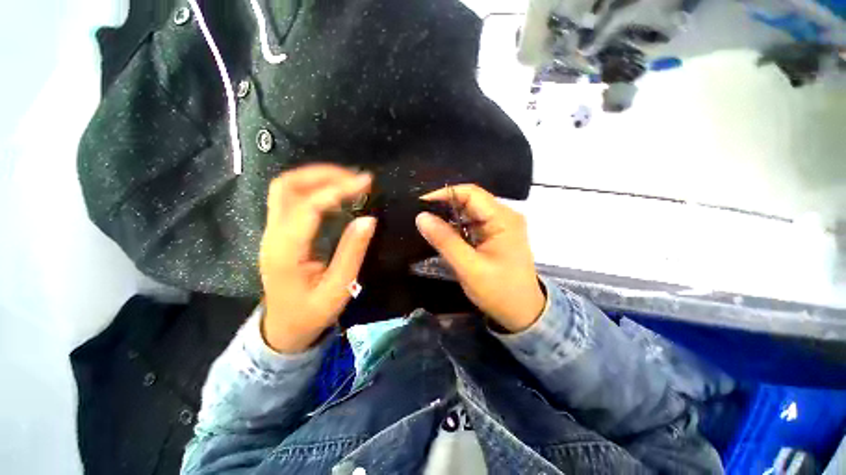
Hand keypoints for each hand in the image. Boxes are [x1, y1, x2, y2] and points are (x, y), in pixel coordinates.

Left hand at [259, 165, 375, 352]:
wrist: (283, 328)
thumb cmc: (311, 313)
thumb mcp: (338, 288)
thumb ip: (352, 252)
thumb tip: (368, 219)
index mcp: (287, 250)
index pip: (309, 206)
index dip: (338, 189)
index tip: (366, 182)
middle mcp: (273, 234)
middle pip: (287, 186)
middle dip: (323, 174)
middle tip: (356, 177)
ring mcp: (272, 231)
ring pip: (285, 188)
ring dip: (317, 177)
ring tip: (348, 180)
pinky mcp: (279, 232)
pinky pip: (291, 198)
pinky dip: (314, 188)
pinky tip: (335, 193)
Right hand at [416, 185, 544, 332]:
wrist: (523, 313)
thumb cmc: (499, 291)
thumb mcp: (469, 267)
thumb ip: (445, 241)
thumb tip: (421, 217)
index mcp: (503, 219)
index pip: (471, 193)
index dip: (445, 194)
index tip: (421, 204)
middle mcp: (504, 216)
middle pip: (471, 200)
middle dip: (446, 206)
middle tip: (422, 216)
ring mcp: (501, 225)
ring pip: (470, 212)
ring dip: (450, 217)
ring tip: (429, 225)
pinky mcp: (496, 235)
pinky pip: (473, 224)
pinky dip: (458, 227)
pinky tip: (445, 235)